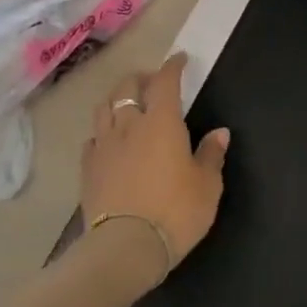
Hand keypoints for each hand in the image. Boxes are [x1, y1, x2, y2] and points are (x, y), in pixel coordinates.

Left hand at [82, 53, 229, 283]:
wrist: (125, 247)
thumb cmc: (176, 212)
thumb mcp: (207, 186)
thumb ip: (211, 155)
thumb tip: (219, 132)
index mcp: (162, 123)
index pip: (165, 82)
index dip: (172, 67)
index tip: (178, 59)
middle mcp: (129, 126)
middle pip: (127, 88)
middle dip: (140, 78)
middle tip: (151, 81)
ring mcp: (104, 146)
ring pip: (104, 109)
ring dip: (116, 99)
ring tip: (126, 104)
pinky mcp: (87, 169)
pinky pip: (92, 139)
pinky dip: (102, 132)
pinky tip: (108, 140)